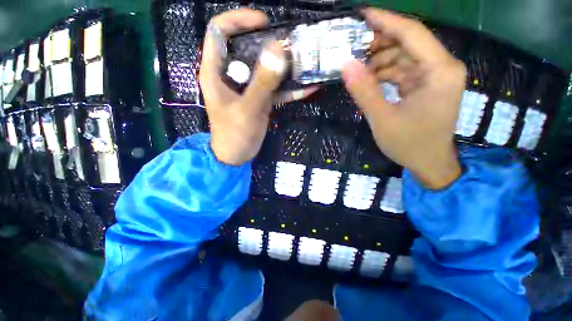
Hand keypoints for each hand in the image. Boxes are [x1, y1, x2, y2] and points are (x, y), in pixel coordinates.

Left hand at [200, 9, 315, 165]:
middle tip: (292, 45)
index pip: (220, 30)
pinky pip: (274, 88)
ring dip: (283, 65)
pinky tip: (307, 88)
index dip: (239, 19)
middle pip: (246, 46)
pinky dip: (289, 88)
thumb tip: (279, 50)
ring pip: (264, 67)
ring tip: (304, 62)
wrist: (236, 156)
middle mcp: (231, 74)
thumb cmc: (234, 135)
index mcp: (216, 71)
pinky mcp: (259, 98)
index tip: (265, 23)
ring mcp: (247, 87)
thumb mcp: (248, 110)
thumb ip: (262, 83)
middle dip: (269, 42)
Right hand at [342, 9, 465, 188]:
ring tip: (356, 70)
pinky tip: (368, 81)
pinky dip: (384, 74)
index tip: (362, 14)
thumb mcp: (382, 119)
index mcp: (440, 71)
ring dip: (379, 62)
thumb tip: (346, 65)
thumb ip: (364, 91)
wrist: (428, 163)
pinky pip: (403, 72)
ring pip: (403, 57)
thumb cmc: (409, 144)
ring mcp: (434, 77)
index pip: (412, 34)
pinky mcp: (426, 86)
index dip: (386, 21)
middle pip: (407, 43)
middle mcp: (442, 68)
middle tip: (352, 50)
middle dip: (379, 45)